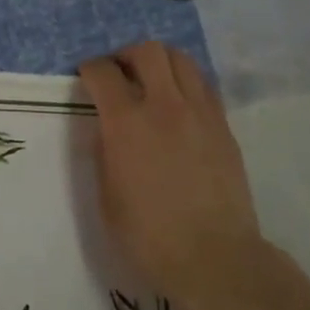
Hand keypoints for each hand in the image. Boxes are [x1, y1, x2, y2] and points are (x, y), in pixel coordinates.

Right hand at [78, 42, 262, 309]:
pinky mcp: (223, 126)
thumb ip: (104, 153)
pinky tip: (178, 105)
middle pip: (148, 51)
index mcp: (127, 123)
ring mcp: (200, 112)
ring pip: (181, 60)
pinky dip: (185, 83)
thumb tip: (106, 129)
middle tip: (119, 73)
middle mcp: (164, 105)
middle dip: (126, 55)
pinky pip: (203, 85)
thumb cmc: (149, 236)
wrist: (215, 258)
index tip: (85, 77)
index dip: (90, 69)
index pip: (103, 72)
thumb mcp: (106, 197)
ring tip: (151, 81)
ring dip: (160, 62)